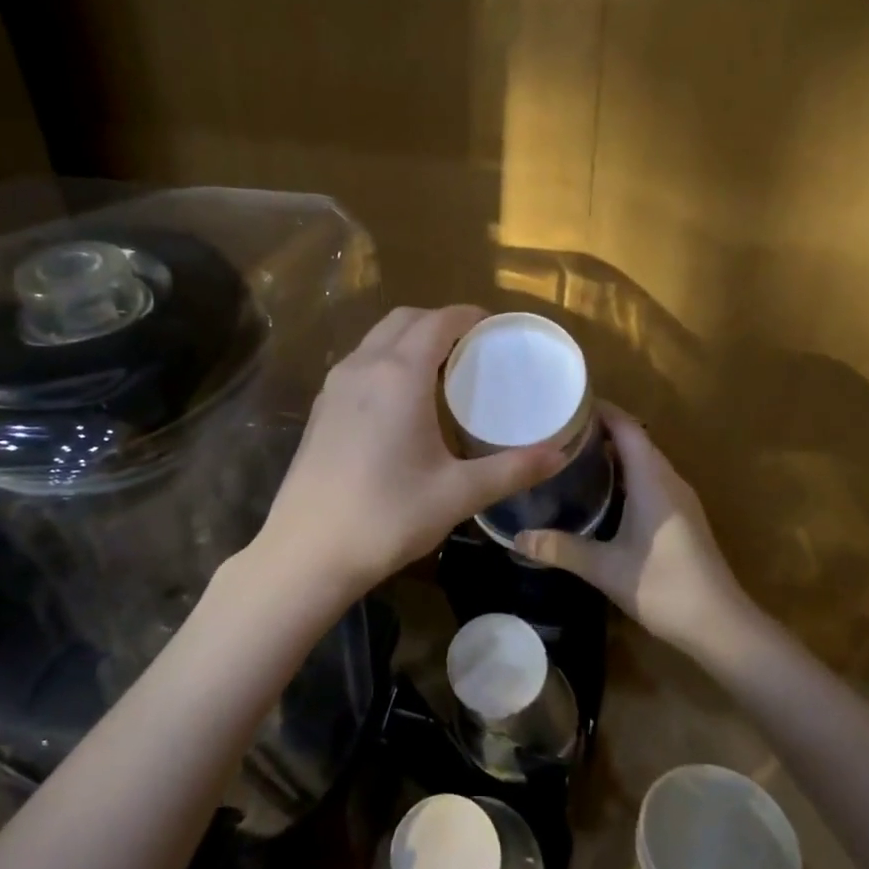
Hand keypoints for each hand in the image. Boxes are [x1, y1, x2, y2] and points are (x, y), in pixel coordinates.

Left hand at [250, 305, 564, 601]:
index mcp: (399, 374)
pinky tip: (402, 400)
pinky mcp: (321, 408)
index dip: (469, 316)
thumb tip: (559, 455)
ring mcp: (335, 386)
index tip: (495, 327)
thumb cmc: (388, 517)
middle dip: (440, 321)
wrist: (308, 552)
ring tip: (442, 371)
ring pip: (377, 339)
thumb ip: (513, 469)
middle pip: (404, 319)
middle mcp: (363, 366)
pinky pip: (359, 363)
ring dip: (410, 339)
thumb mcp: (458, 494)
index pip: (438, 320)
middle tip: (473, 348)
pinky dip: (386, 360)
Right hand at [515, 405, 754, 656]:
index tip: (565, 404)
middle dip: (600, 429)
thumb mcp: (605, 568)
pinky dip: (625, 474)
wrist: (719, 624)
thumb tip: (517, 538)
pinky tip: (601, 492)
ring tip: (572, 454)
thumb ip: (560, 549)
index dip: (600, 410)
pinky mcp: (681, 517)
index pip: (627, 427)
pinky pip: (650, 480)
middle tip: (558, 430)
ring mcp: (679, 499)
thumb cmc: (663, 585)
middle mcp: (668, 480)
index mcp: (653, 480)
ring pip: (644, 461)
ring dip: (614, 453)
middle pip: (635, 439)